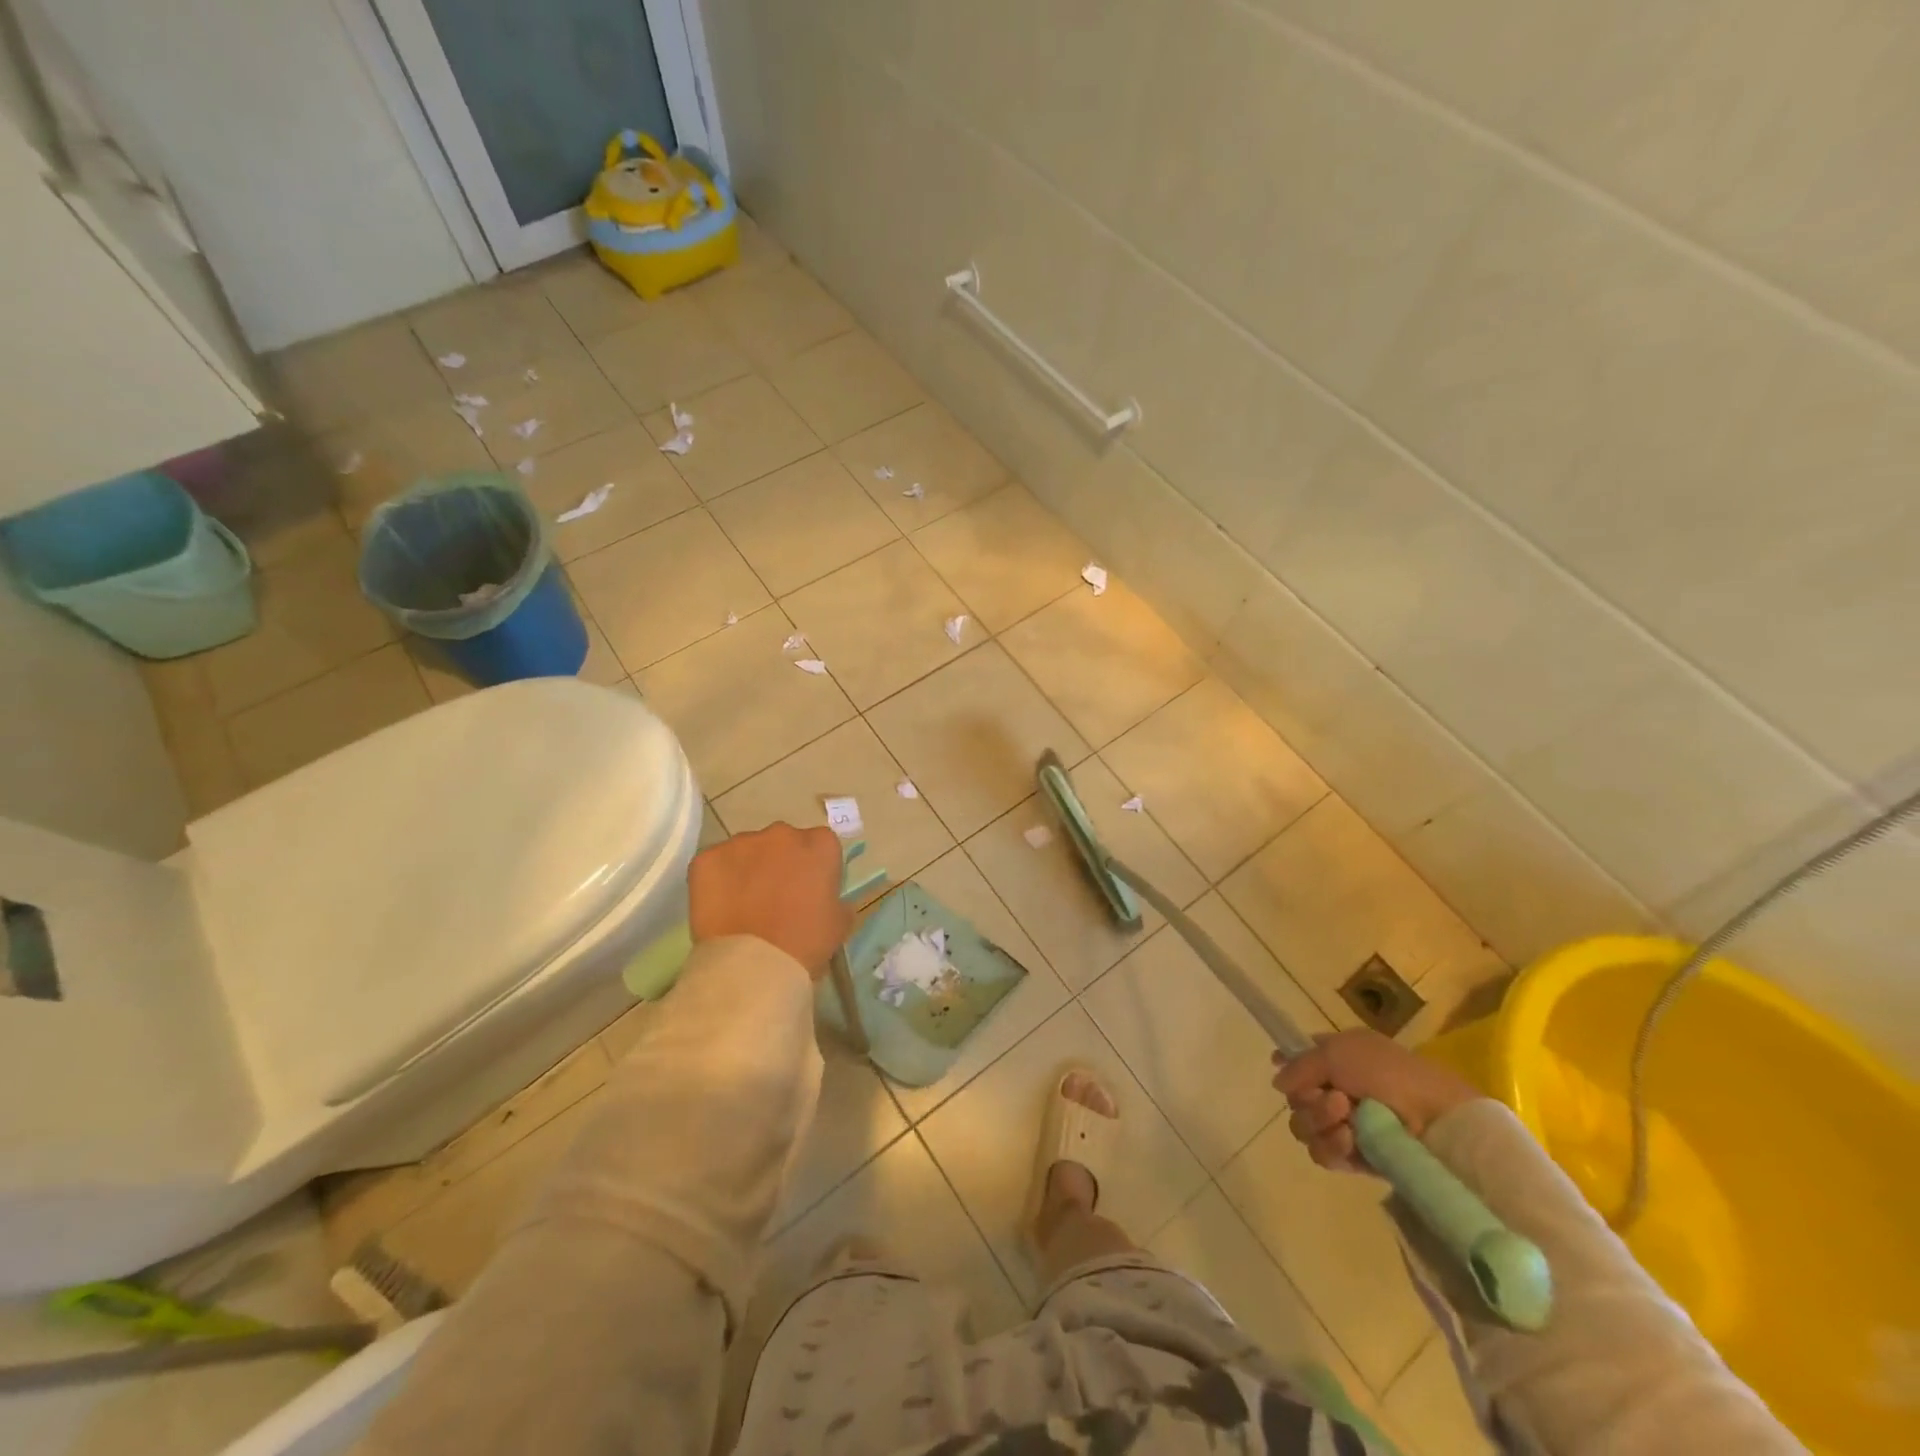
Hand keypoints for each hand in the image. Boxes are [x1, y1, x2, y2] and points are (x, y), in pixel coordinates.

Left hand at [688, 823, 850, 980]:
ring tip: (744, 906)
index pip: (821, 845)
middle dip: (780, 863)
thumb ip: (837, 901)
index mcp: (819, 845)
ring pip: (747, 851)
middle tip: (776, 898)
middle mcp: (782, 833)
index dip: (814, 868)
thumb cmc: (805, 943)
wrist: (752, 965)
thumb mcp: (840, 923)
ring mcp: (741, 843)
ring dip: (748, 870)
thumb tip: (829, 900)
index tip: (809, 891)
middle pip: (783, 842)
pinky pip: (715, 864)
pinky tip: (720, 907)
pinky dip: (718, 880)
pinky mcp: (707, 858)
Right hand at [1271, 1029, 1479, 1172]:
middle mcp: (1336, 1089)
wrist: (1434, 1118)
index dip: (1289, 1068)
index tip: (1285, 1074)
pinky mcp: (1354, 1157)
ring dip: (1319, 1120)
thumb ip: (1300, 1065)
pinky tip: (1348, 1139)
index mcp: (1336, 1058)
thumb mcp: (1337, 1052)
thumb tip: (1277, 1083)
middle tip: (1333, 1097)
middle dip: (1307, 1099)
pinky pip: (1322, 1154)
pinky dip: (1330, 1146)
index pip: (1300, 1061)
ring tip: (1345, 1117)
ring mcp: (1344, 1124)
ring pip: (1304, 1127)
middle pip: (1295, 1099)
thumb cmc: (1387, 1072)